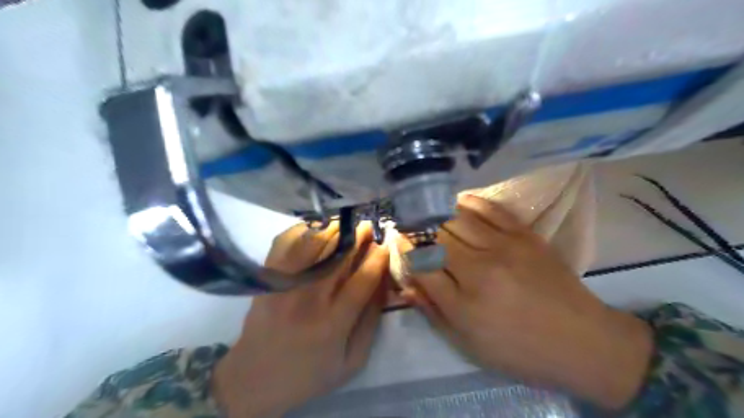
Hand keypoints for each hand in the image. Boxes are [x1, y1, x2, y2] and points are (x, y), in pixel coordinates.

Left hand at [213, 220, 389, 416]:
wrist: (255, 377)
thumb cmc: (310, 372)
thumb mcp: (352, 361)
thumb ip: (370, 322)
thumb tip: (383, 283)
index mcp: (333, 323)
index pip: (362, 280)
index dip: (378, 258)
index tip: (387, 244)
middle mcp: (308, 299)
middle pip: (339, 256)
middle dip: (358, 236)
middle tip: (369, 224)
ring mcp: (284, 285)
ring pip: (313, 244)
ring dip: (334, 228)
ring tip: (347, 222)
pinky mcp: (268, 278)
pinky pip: (285, 243)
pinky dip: (302, 229)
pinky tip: (316, 227)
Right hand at [405, 194, 651, 408]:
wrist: (583, 343)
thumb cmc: (520, 351)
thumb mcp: (469, 345)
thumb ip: (434, 312)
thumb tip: (406, 284)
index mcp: (464, 302)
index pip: (420, 264)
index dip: (403, 248)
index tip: (396, 239)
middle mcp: (480, 268)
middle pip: (435, 236)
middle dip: (417, 229)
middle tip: (410, 226)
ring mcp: (505, 246)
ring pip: (457, 218)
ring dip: (437, 215)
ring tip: (428, 214)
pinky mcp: (525, 235)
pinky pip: (490, 208)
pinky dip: (468, 202)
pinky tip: (456, 202)